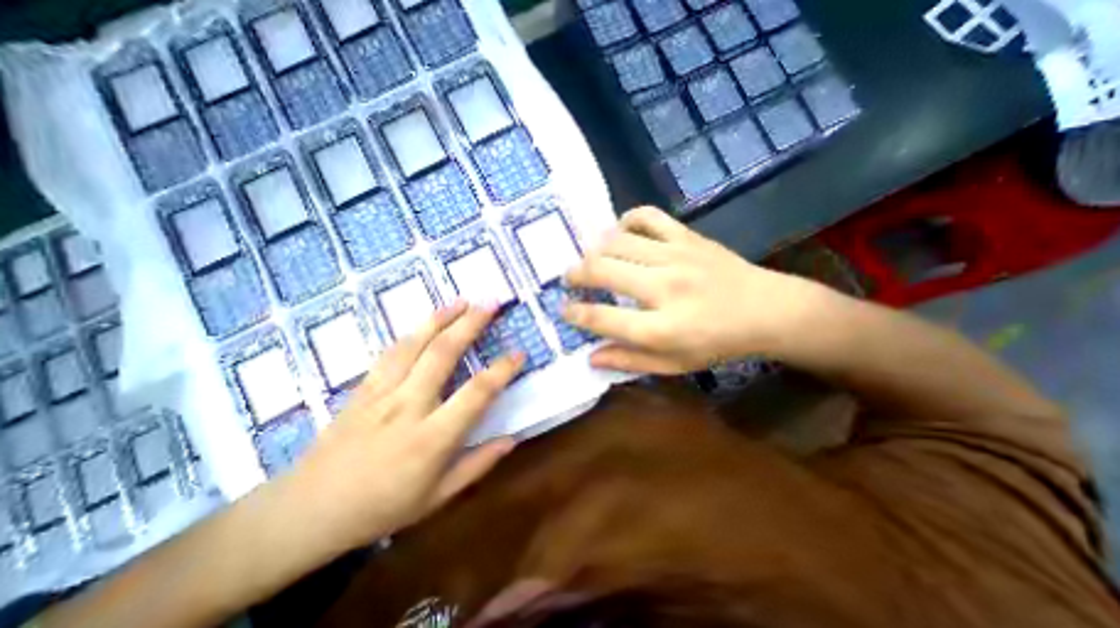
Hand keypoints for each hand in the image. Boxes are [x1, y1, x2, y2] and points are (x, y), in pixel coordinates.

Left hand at [279, 302, 524, 550]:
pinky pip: (391, 352)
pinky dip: (413, 332)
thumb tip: (513, 438)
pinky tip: (427, 321)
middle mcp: (408, 406)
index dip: (501, 370)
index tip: (519, 353)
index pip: (476, 393)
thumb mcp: (438, 498)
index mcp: (431, 438)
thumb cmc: (381, 508)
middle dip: (470, 324)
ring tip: (462, 301)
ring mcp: (381, 393)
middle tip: (490, 304)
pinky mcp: (363, 388)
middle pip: (443, 354)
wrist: (307, 511)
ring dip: (441, 318)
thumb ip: (478, 465)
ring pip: (414, 344)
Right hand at [569, 207, 819, 372]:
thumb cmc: (718, 343)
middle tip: (570, 279)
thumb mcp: (674, 365)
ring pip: (617, 242)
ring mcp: (675, 256)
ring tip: (590, 259)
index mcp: (660, 328)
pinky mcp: (687, 236)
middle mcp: (663, 288)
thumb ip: (630, 361)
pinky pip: (648, 216)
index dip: (575, 314)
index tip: (564, 310)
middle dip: (576, 274)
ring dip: (594, 249)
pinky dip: (626, 220)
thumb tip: (591, 358)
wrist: (767, 310)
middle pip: (601, 271)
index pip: (601, 318)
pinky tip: (620, 232)